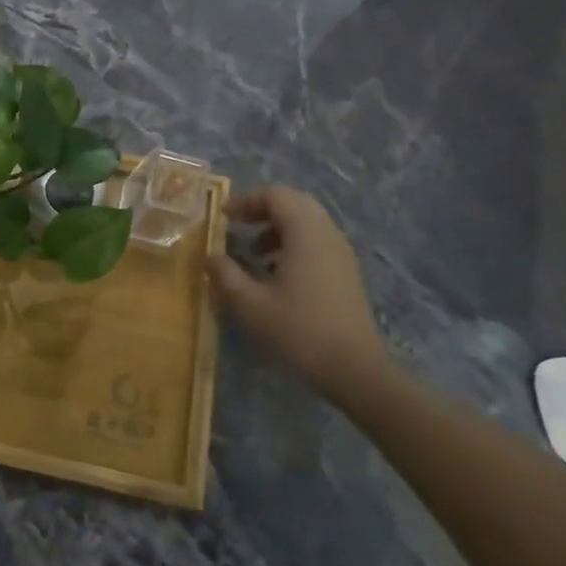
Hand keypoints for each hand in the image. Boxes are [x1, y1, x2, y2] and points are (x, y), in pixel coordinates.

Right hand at [210, 186, 389, 403]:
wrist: (355, 370)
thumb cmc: (299, 331)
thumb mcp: (250, 305)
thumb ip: (225, 275)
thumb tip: (210, 256)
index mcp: (305, 233)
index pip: (275, 195)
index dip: (246, 201)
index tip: (224, 218)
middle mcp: (326, 234)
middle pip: (294, 203)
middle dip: (263, 209)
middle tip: (238, 226)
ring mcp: (341, 253)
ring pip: (308, 222)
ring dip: (278, 228)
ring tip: (255, 253)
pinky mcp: (346, 272)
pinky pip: (317, 241)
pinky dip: (294, 243)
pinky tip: (277, 274)